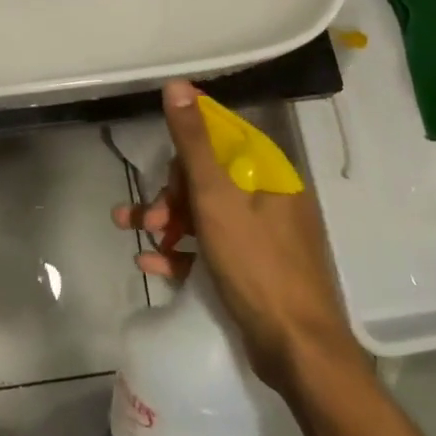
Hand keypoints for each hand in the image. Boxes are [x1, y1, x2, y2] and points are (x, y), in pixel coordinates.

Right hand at [113, 80, 363, 390]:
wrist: (298, 351)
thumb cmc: (257, 265)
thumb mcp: (216, 198)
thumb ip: (193, 142)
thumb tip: (177, 84)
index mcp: (269, 172)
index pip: (221, 137)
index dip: (185, 148)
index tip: (159, 166)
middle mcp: (269, 197)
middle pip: (208, 177)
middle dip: (170, 195)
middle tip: (149, 220)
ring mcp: (263, 235)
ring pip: (205, 213)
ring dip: (168, 223)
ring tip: (137, 238)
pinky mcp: (253, 268)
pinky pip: (211, 248)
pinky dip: (182, 253)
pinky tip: (151, 265)